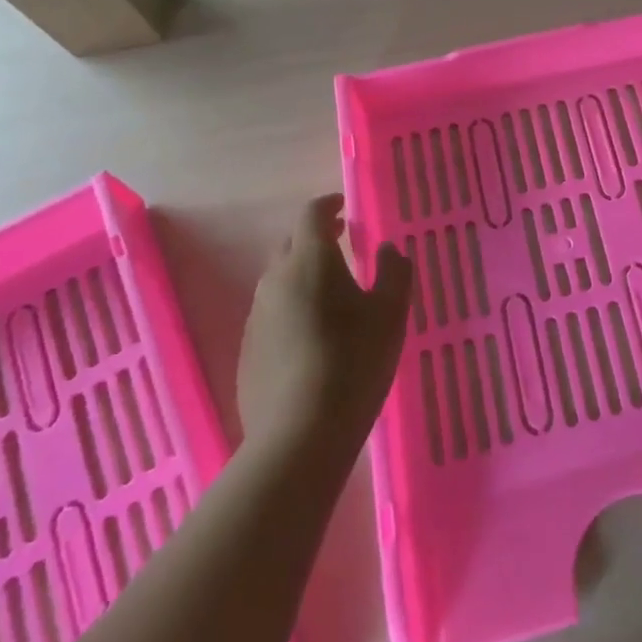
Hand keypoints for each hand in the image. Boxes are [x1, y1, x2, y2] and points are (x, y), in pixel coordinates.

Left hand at [237, 196, 412, 453]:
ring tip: (330, 292)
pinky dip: (292, 307)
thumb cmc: (354, 362)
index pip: (312, 214)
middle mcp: (276, 279)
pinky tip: (312, 334)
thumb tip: (388, 249)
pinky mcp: (248, 350)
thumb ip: (394, 272)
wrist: (299, 436)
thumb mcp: (390, 313)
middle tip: (342, 243)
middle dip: (315, 237)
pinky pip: (272, 313)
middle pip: (292, 244)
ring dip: (302, 274)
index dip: (328, 205)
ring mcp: (257, 316)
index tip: (344, 208)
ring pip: (279, 280)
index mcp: (311, 260)